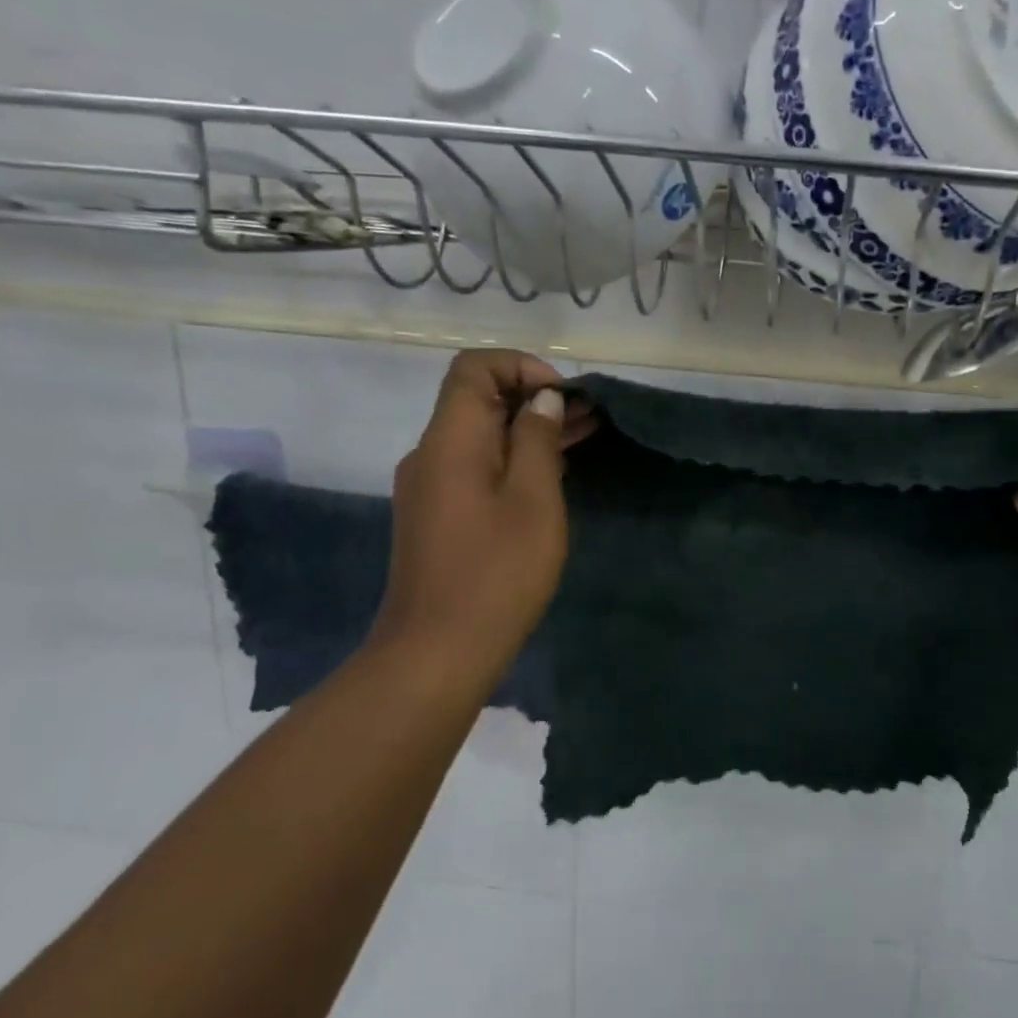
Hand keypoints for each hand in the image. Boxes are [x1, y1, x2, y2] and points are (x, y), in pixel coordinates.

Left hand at [368, 350, 593, 686]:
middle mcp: (431, 454)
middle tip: (588, 415)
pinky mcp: (437, 516)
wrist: (437, 652)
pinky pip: (476, 467)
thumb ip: (537, 440)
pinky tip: (553, 472)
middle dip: (532, 396)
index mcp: (450, 440)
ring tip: (583, 434)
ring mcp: (430, 487)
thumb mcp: (533, 500)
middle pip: (476, 400)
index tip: (562, 394)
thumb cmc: (495, 572)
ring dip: (527, 429)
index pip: (473, 368)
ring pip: (480, 436)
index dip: (520, 365)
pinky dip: (513, 458)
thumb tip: (542, 400)